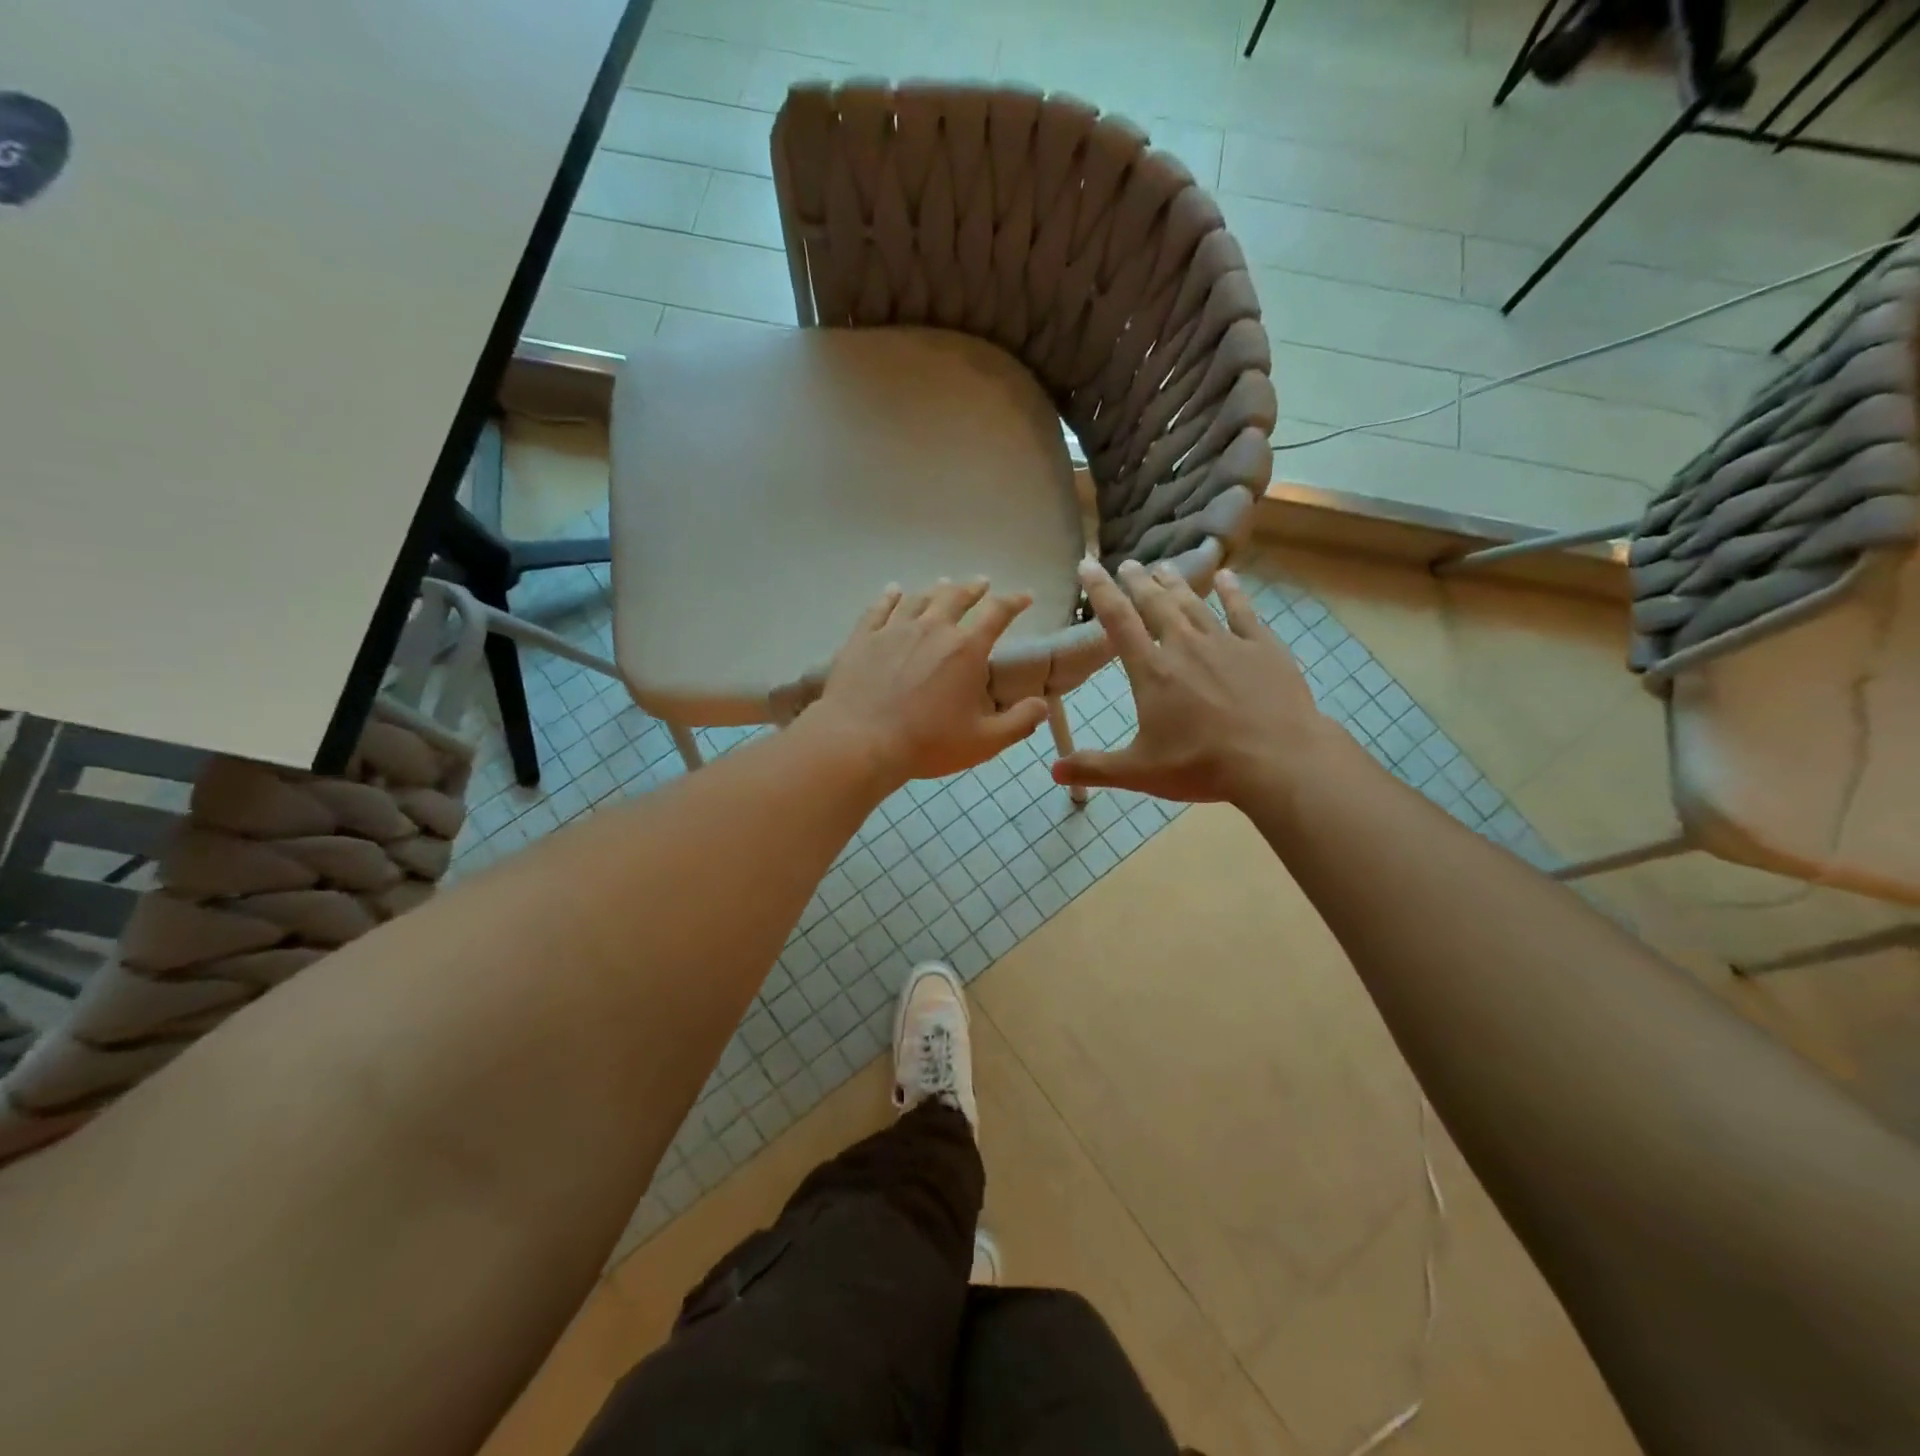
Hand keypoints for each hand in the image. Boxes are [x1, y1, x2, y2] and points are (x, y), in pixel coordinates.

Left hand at [809, 578, 1049, 784]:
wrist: (860, 742)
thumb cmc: (927, 743)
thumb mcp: (984, 742)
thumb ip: (1018, 722)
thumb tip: (1042, 703)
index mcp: (966, 650)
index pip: (998, 614)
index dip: (1014, 602)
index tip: (1025, 596)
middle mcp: (933, 629)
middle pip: (956, 596)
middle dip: (973, 588)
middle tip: (982, 583)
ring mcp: (894, 629)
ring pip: (919, 598)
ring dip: (936, 590)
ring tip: (944, 585)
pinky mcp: (863, 637)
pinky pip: (879, 608)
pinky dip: (890, 596)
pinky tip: (893, 591)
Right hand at [1052, 559, 1340, 804]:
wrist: (1277, 761)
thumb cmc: (1202, 766)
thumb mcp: (1139, 772)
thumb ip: (1094, 768)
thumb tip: (1053, 770)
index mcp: (1152, 671)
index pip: (1118, 621)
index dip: (1100, 590)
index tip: (1088, 565)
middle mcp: (1185, 646)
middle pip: (1156, 604)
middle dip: (1138, 582)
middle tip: (1127, 563)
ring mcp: (1227, 643)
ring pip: (1194, 603)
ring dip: (1176, 583)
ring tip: (1163, 566)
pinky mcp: (1263, 648)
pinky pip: (1243, 612)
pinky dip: (1232, 592)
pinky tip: (1227, 576)